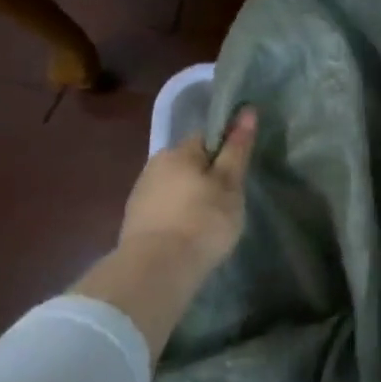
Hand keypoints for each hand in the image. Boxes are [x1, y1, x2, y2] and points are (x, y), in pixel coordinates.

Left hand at [118, 107, 258, 274]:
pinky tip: (187, 234)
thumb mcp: (229, 184)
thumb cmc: (202, 221)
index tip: (238, 171)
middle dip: (206, 175)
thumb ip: (237, 149)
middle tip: (227, 200)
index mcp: (179, 151)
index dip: (225, 149)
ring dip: (190, 196)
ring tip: (208, 221)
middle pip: (188, 162)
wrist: (156, 270)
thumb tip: (247, 111)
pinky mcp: (134, 222)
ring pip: (174, 186)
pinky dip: (176, 215)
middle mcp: (154, 165)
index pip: (206, 136)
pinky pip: (163, 208)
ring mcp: (140, 194)